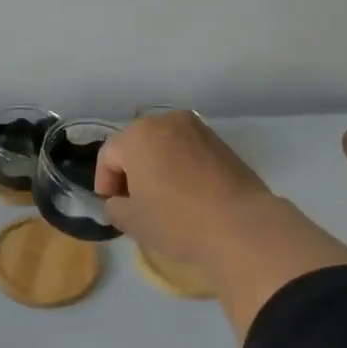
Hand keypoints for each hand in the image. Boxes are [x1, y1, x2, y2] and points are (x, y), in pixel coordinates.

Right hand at [94, 111, 272, 268]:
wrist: (241, 225)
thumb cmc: (176, 220)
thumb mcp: (131, 221)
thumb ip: (114, 207)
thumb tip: (119, 201)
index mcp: (138, 135)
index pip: (108, 155)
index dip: (104, 183)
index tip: (112, 207)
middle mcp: (167, 121)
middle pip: (137, 145)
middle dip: (130, 171)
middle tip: (134, 203)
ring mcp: (199, 129)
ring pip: (164, 147)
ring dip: (157, 168)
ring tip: (161, 199)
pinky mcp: (222, 143)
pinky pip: (188, 153)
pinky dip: (180, 168)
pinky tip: (186, 195)